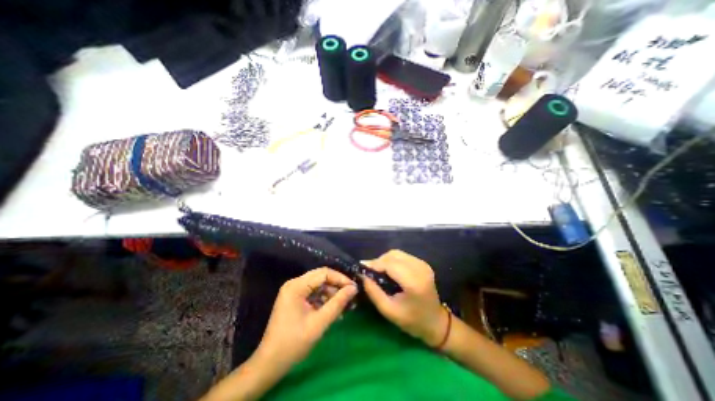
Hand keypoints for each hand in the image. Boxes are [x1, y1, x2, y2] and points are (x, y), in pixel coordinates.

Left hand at [257, 267, 357, 368]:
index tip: (354, 288)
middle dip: (337, 285)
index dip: (340, 279)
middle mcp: (294, 283)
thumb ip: (338, 303)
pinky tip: (333, 309)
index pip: (324, 273)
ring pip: (318, 284)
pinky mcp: (295, 298)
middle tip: (351, 295)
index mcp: (297, 286)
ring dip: (332, 293)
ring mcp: (293, 291)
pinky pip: (313, 293)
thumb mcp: (319, 323)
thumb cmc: (294, 343)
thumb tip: (354, 288)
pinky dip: (324, 299)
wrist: (270, 364)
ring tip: (344, 305)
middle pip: (321, 277)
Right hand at [363, 249, 445, 345]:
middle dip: (378, 261)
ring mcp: (423, 264)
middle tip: (369, 271)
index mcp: (413, 282)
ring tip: (377, 271)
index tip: (361, 267)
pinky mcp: (422, 263)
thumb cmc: (412, 321)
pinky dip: (392, 260)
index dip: (374, 264)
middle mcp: (419, 268)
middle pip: (393, 255)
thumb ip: (373, 292)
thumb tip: (362, 275)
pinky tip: (388, 270)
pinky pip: (402, 256)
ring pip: (397, 253)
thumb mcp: (388, 310)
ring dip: (385, 260)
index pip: (389, 264)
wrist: (435, 322)